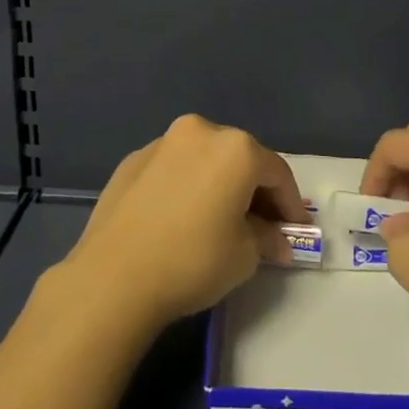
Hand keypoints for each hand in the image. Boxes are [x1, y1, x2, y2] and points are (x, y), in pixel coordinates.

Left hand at [59, 114, 306, 331]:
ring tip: (221, 219)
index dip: (291, 204)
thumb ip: (267, 238)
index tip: (295, 231)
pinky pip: (174, 168)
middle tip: (263, 225)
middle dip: (255, 190)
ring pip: (205, 159)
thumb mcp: (244, 255)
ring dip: (219, 184)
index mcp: (235, 149)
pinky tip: (182, 216)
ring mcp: (162, 143)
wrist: (113, 276)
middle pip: (240, 158)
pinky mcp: (132, 160)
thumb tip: (275, 239)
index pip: (277, 173)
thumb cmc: (192, 260)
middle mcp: (200, 132)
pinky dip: (187, 185)